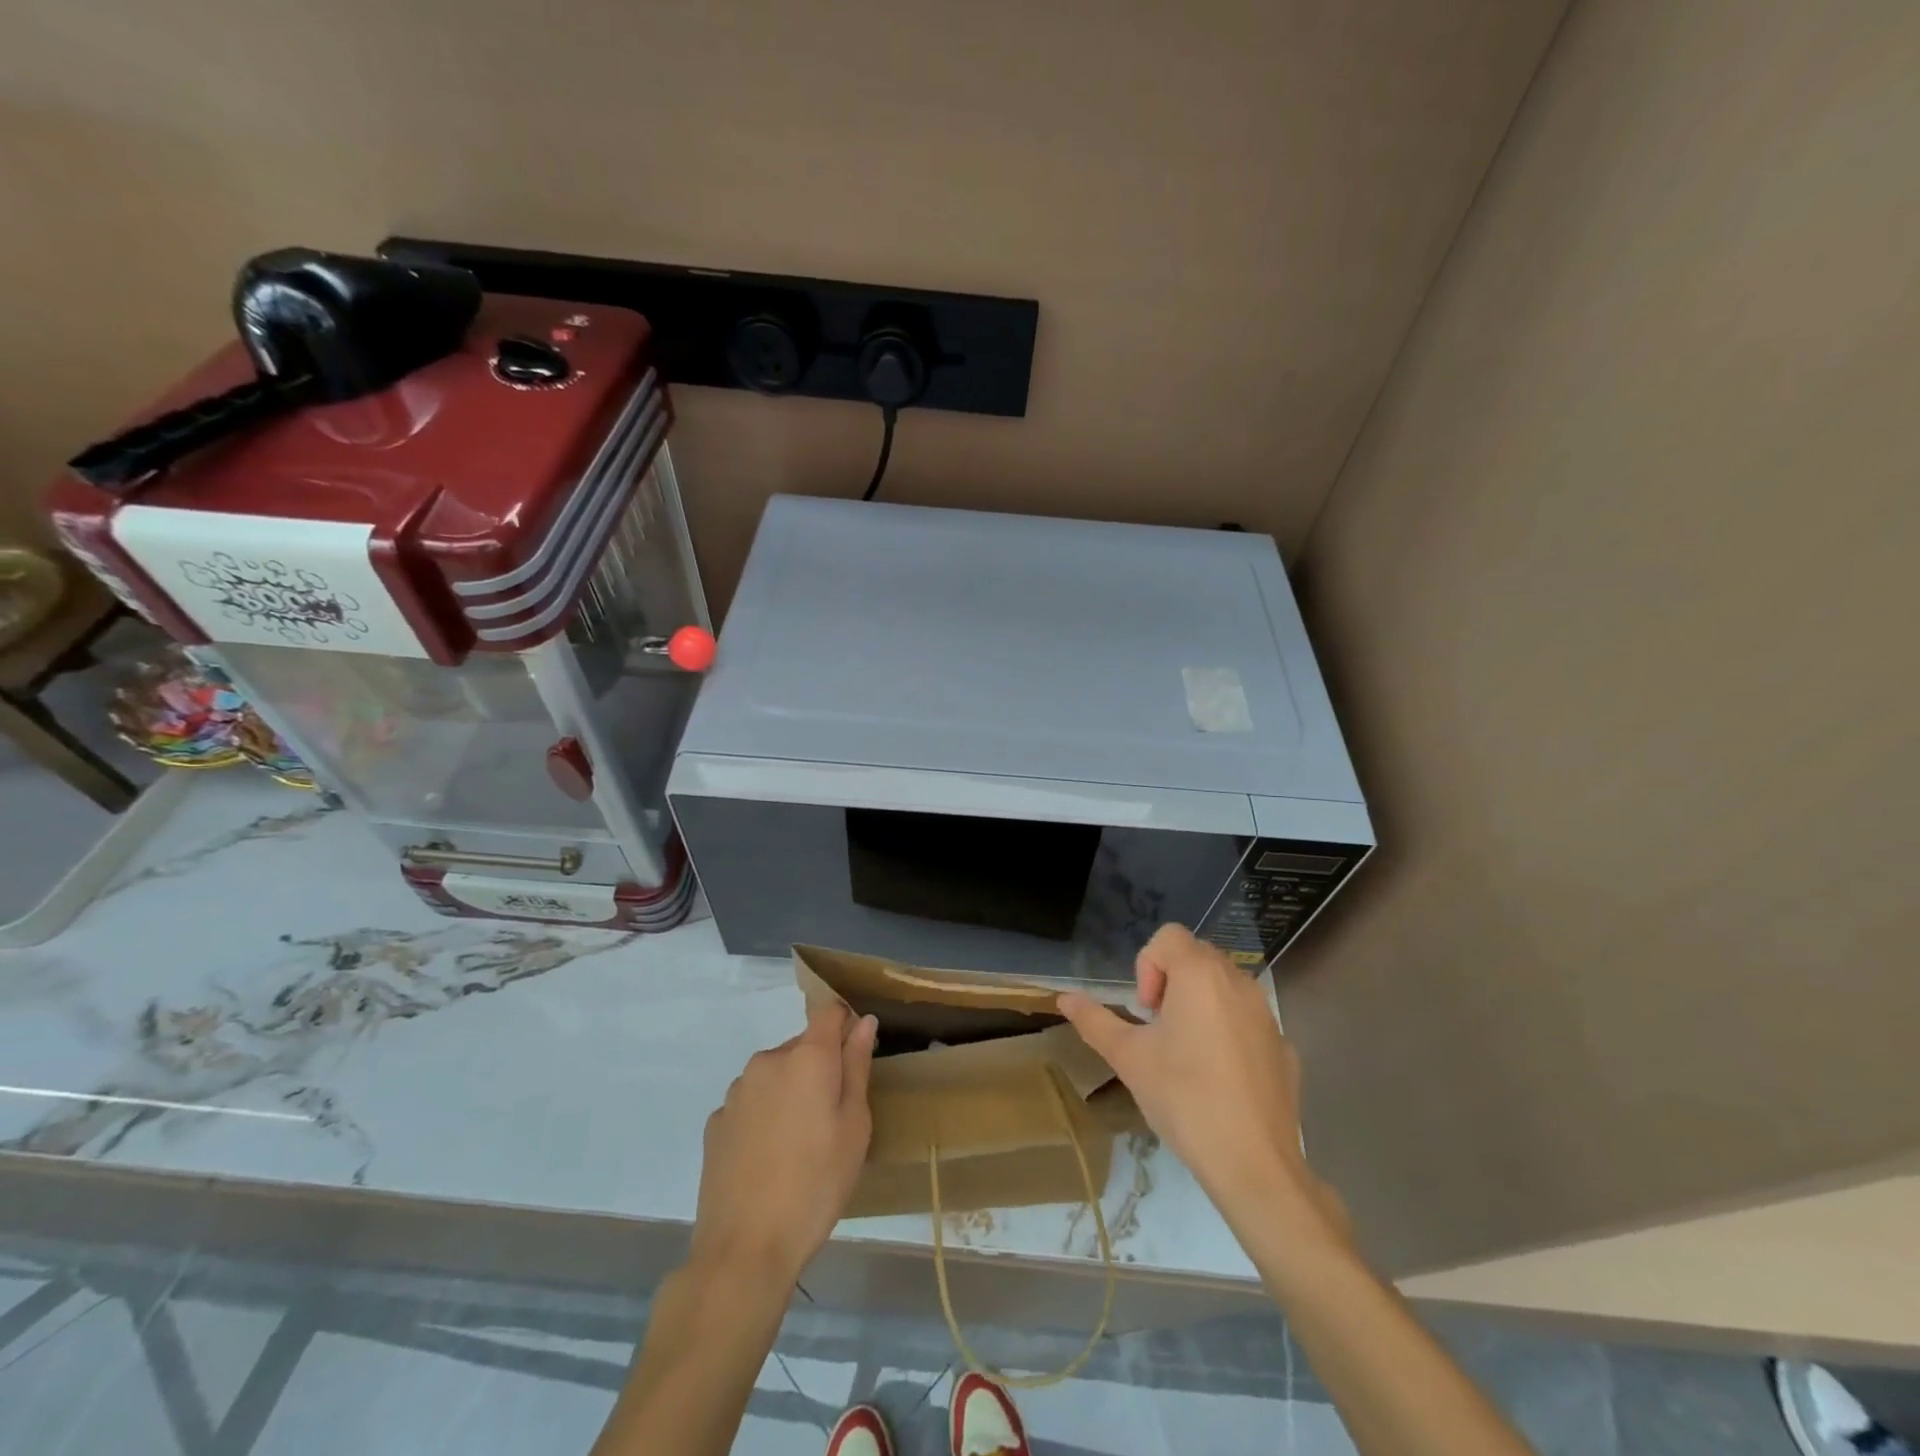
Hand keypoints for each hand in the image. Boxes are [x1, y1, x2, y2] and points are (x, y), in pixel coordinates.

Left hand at [691, 1002, 877, 1286]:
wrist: (745, 1248)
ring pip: (775, 1075)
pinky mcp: (716, 1122)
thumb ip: (857, 1066)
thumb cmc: (816, 1184)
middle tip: (833, 1119)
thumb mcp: (854, 1127)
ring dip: (791, 1091)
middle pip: (802, 1046)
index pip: (830, 1012)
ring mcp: (737, 1091)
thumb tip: (863, 1021)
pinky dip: (765, 1116)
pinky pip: (751, 1102)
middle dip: (820, 1068)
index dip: (846, 1026)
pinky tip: (769, 1158)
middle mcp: (768, 1061)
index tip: (856, 1058)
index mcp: (807, 1057)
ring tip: (800, 1144)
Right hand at [1057, 925, 1348, 1251]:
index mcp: (1200, 975)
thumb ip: (1094, 1021)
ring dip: (1199, 1004)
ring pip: (1224, 987)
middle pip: (1196, 956)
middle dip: (1171, 982)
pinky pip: (1247, 1021)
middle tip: (1160, 1030)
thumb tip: (1064, 998)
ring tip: (1187, 1053)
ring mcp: (1267, 1014)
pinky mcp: (1284, 1046)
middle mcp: (1238, 982)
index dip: (1147, 966)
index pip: (1168, 937)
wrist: (1254, 1163)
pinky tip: (1220, 1078)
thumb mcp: (1128, 1057)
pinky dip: (1229, 1032)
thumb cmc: (1183, 1098)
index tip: (1146, 1012)